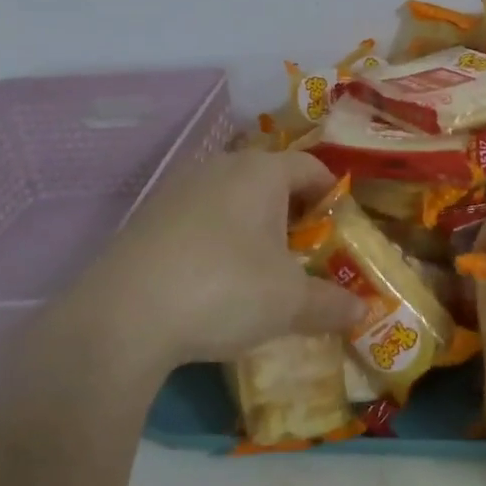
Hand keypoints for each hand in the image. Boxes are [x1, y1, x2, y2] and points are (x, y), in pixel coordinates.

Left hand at [79, 151, 365, 370]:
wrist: (120, 318)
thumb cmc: (225, 289)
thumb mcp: (290, 303)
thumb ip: (332, 303)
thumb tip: (364, 311)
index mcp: (262, 172)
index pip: (311, 167)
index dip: (332, 195)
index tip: (341, 228)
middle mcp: (220, 167)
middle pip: (269, 180)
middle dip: (292, 213)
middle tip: (305, 252)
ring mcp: (177, 190)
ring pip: (231, 199)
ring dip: (251, 226)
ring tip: (260, 269)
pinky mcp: (146, 218)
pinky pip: (197, 219)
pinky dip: (215, 240)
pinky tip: (212, 280)